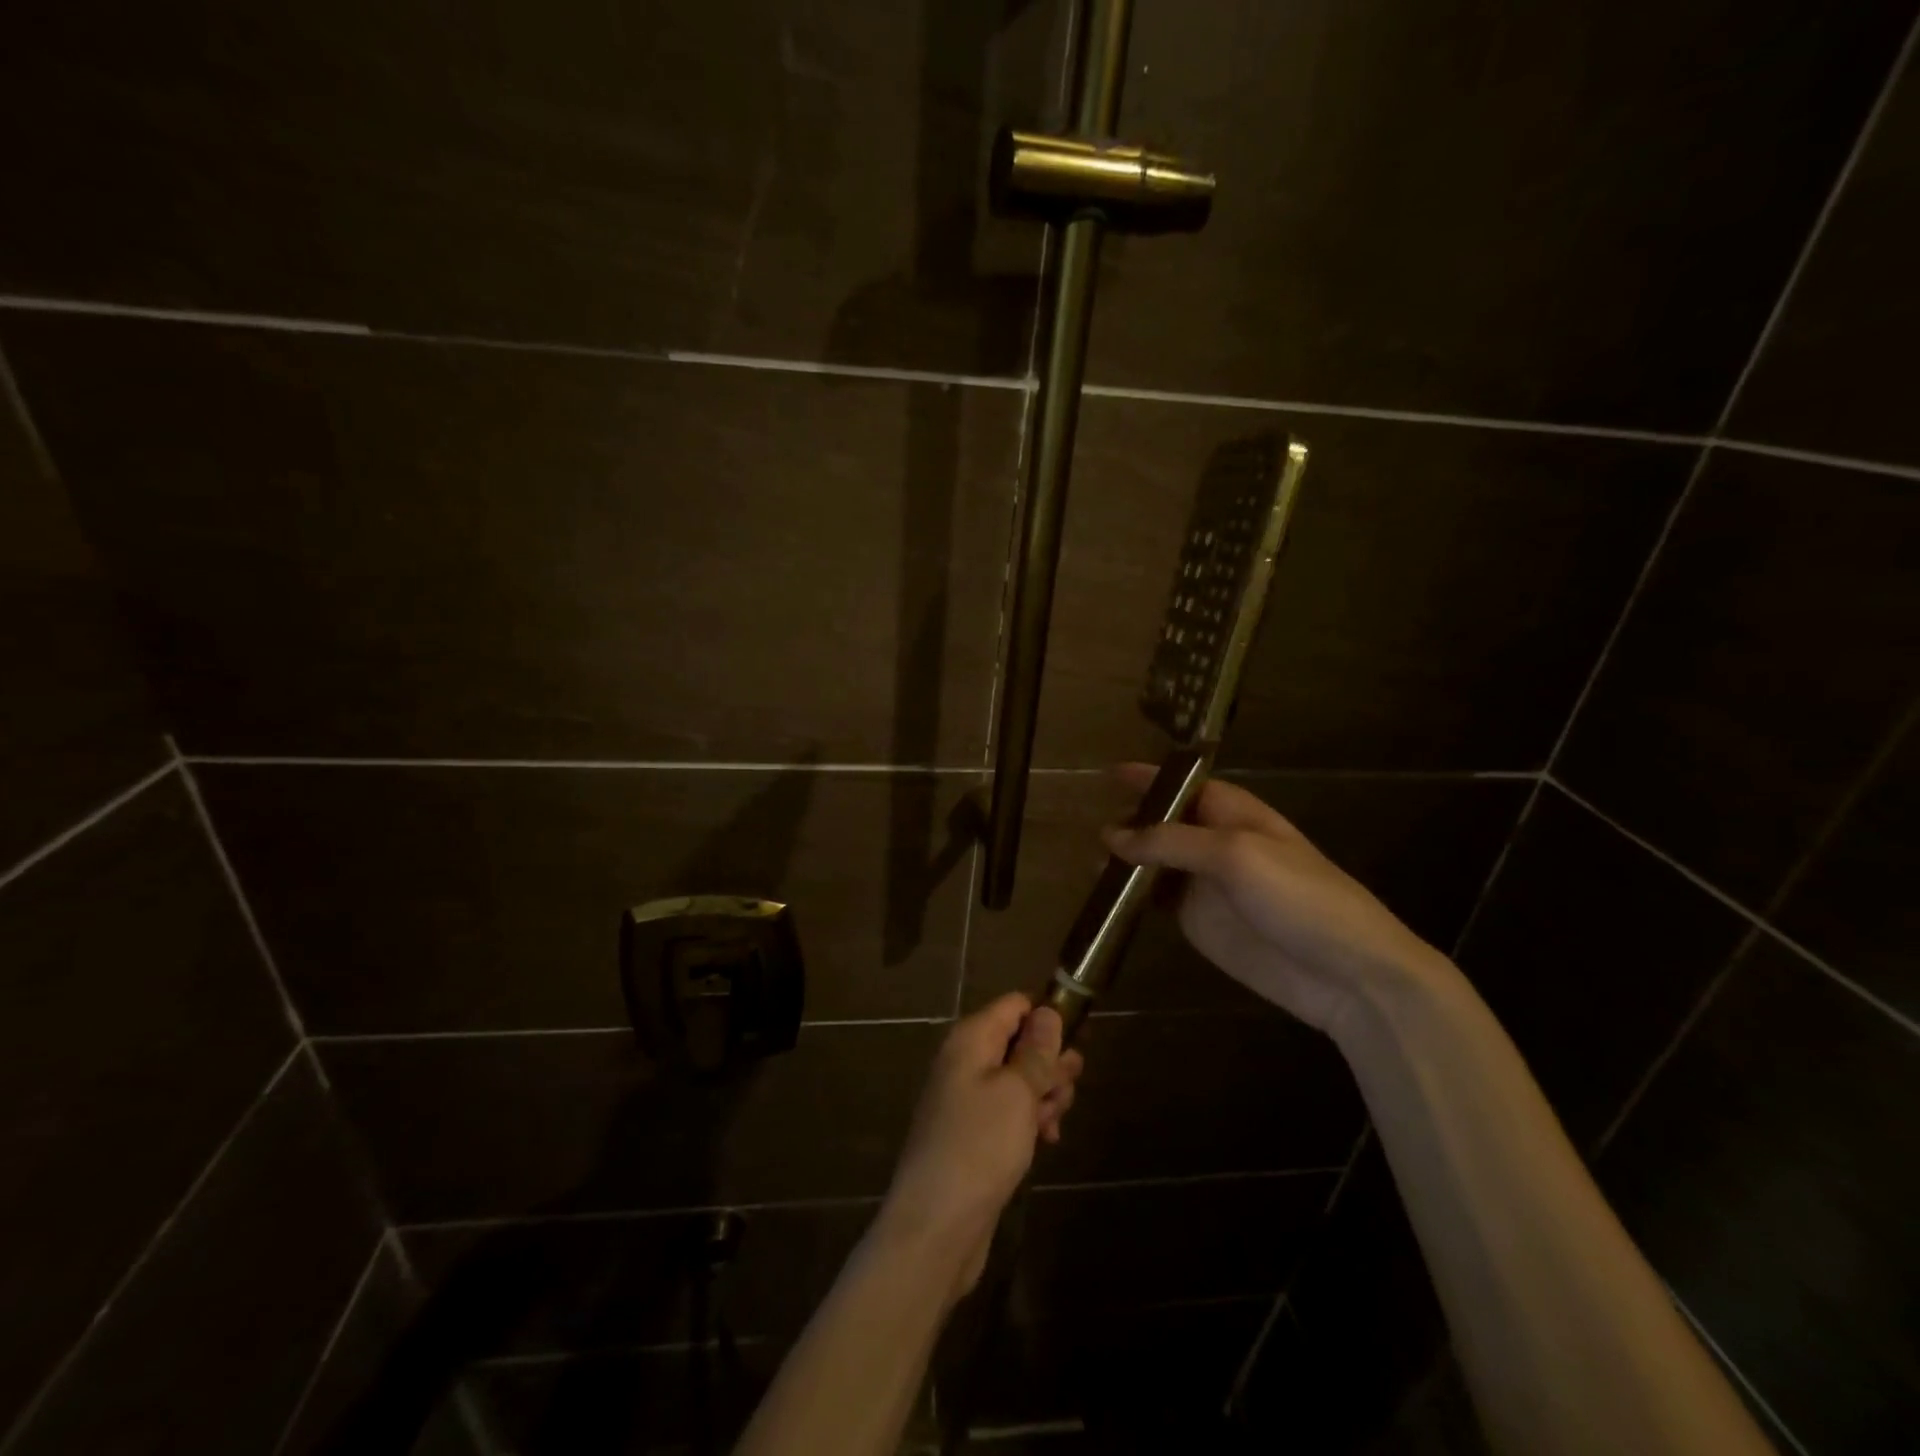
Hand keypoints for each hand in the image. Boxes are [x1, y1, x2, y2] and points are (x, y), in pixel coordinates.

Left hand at [875, 995, 1083, 1298]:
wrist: (936, 1226)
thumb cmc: (980, 1146)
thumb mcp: (1018, 1092)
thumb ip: (1036, 1051)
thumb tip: (1047, 1011)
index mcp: (971, 1039)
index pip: (1015, 1005)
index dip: (1047, 1018)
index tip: (1075, 1046)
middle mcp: (965, 1060)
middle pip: (1019, 1042)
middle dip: (1050, 1063)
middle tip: (1067, 1090)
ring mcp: (966, 1098)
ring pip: (1018, 1079)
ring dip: (1044, 1094)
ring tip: (1054, 1121)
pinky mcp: (972, 1133)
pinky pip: (1008, 1110)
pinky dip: (1029, 1119)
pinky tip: (1046, 1140)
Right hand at [1103, 764, 1444, 1039]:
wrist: (1346, 974)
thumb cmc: (1299, 897)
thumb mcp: (1235, 855)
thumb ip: (1170, 842)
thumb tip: (1112, 835)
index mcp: (1232, 813)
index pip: (1183, 784)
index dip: (1149, 778)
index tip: (1109, 773)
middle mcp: (1214, 842)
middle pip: (1163, 823)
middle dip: (1131, 821)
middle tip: (1091, 829)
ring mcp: (1205, 884)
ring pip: (1154, 862)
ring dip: (1126, 860)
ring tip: (1092, 864)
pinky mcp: (1198, 921)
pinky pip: (1157, 900)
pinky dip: (1132, 896)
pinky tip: (1108, 897)